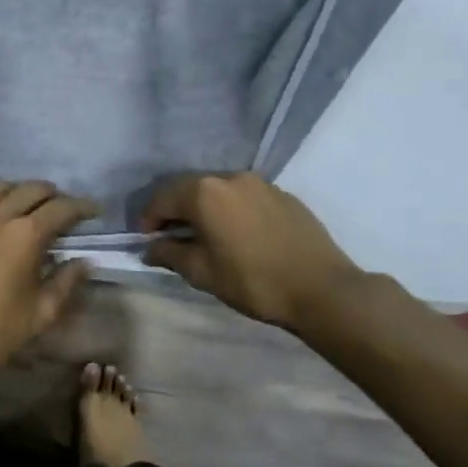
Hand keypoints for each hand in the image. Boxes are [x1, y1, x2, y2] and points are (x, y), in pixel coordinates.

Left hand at [0, 181, 98, 389]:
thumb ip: (67, 281)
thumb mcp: (41, 312)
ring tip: (35, 210)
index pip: (62, 208)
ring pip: (4, 187)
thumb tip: (85, 262)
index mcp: (25, 234)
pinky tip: (4, 217)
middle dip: (56, 196)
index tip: (96, 211)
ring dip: (25, 192)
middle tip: (67, 213)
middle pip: (33, 189)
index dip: (83, 207)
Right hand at [139, 171, 356, 329]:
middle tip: (169, 237)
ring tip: (203, 235)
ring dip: (204, 208)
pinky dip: (230, 210)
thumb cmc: (252, 281)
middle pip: (190, 189)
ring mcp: (260, 183)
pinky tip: (236, 234)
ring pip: (219, 191)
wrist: (321, 288)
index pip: (162, 198)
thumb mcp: (202, 272)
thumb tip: (150, 248)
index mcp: (204, 193)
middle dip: (174, 210)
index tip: (146, 241)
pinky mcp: (282, 194)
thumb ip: (170, 254)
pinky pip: (244, 197)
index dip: (149, 219)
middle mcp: (230, 177)